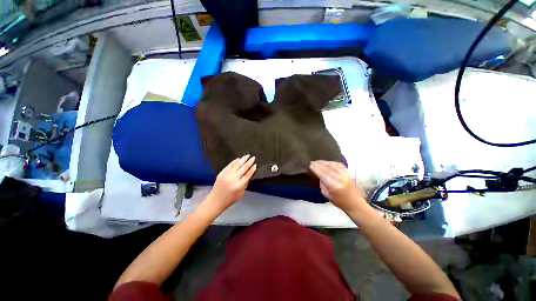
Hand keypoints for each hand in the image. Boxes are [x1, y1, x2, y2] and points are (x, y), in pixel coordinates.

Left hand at [207, 155, 256, 212]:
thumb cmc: (230, 199)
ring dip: (242, 159)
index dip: (252, 169)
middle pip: (243, 168)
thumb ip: (245, 184)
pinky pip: (229, 165)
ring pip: (236, 165)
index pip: (247, 175)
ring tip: (247, 155)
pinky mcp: (221, 173)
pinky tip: (238, 159)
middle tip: (253, 157)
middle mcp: (233, 179)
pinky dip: (234, 162)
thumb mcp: (241, 194)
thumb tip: (249, 174)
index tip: (255, 164)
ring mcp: (226, 175)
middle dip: (249, 162)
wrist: (215, 201)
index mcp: (239, 185)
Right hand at [309, 160, 365, 211]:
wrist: (354, 202)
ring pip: (333, 165)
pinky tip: (326, 162)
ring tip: (317, 161)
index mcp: (335, 186)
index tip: (310, 165)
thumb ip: (322, 185)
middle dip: (319, 165)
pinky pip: (339, 164)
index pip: (323, 175)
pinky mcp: (348, 172)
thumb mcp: (327, 196)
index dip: (316, 169)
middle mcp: (341, 179)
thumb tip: (320, 177)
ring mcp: (345, 174)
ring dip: (324, 162)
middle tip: (312, 162)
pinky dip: (332, 162)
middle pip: (327, 169)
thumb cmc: (339, 201)